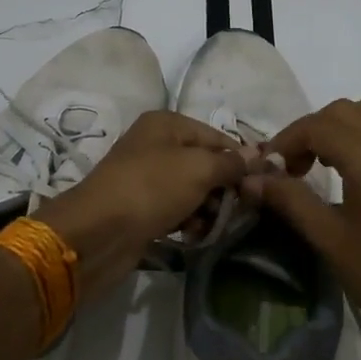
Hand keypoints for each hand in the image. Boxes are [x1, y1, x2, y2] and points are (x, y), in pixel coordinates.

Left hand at [36, 110, 245, 302]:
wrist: (98, 232)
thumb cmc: (151, 188)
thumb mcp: (198, 169)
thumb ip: (230, 163)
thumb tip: (257, 155)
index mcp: (166, 124)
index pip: (216, 137)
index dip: (240, 159)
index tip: (262, 184)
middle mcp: (155, 145)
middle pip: (204, 164)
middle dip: (223, 188)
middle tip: (240, 211)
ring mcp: (146, 178)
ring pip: (192, 190)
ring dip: (207, 208)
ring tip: (214, 226)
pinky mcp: (141, 208)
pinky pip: (175, 210)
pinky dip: (187, 221)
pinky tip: (193, 235)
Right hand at [243, 93, 360, 359]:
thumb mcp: (330, 240)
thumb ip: (290, 200)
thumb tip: (251, 179)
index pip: (317, 126)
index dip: (287, 141)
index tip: (269, 169)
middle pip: (344, 111)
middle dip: (312, 132)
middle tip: (295, 169)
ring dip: (347, 123)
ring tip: (333, 159)